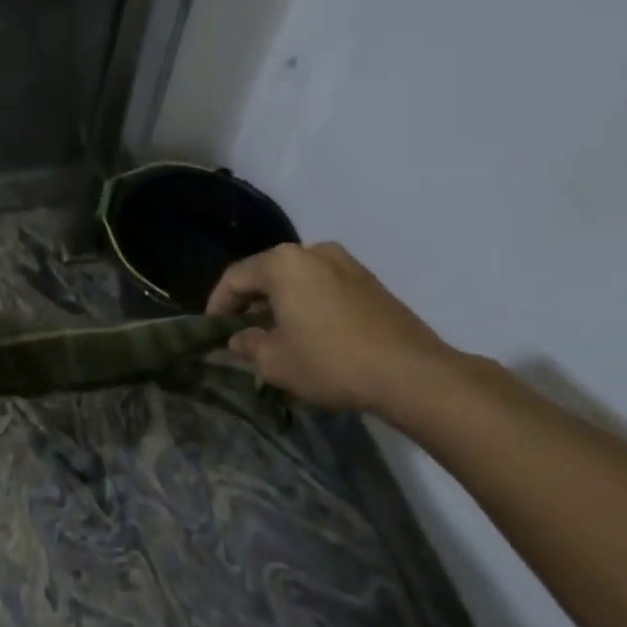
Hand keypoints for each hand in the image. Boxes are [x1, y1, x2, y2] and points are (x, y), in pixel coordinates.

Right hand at [206, 242, 463, 413]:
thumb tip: (239, 338)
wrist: (413, 375)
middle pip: (267, 273)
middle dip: (250, 301)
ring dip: (282, 302)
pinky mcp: (372, 283)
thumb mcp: (275, 362)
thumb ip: (247, 345)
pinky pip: (325, 287)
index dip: (218, 304)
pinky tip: (311, 332)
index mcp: (282, 263)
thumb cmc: (331, 361)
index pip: (235, 277)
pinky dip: (310, 304)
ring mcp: (347, 264)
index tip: (212, 329)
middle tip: (241, 330)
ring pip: (298, 279)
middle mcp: (312, 252)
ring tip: (277, 332)